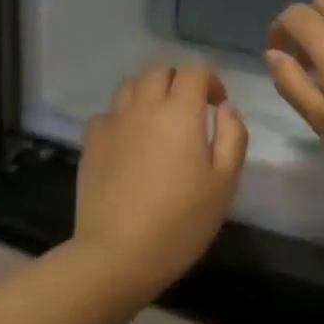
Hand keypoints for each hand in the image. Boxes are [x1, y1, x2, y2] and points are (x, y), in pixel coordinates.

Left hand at [72, 65, 247, 297]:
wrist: (117, 252)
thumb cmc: (180, 221)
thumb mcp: (224, 183)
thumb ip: (232, 137)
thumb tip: (227, 108)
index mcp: (180, 112)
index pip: (194, 71)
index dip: (210, 80)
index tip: (218, 105)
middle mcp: (143, 106)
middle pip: (159, 71)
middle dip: (179, 81)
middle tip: (191, 110)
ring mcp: (112, 122)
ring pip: (130, 86)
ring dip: (149, 92)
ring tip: (159, 120)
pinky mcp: (90, 142)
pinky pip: (108, 113)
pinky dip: (123, 116)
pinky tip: (129, 141)